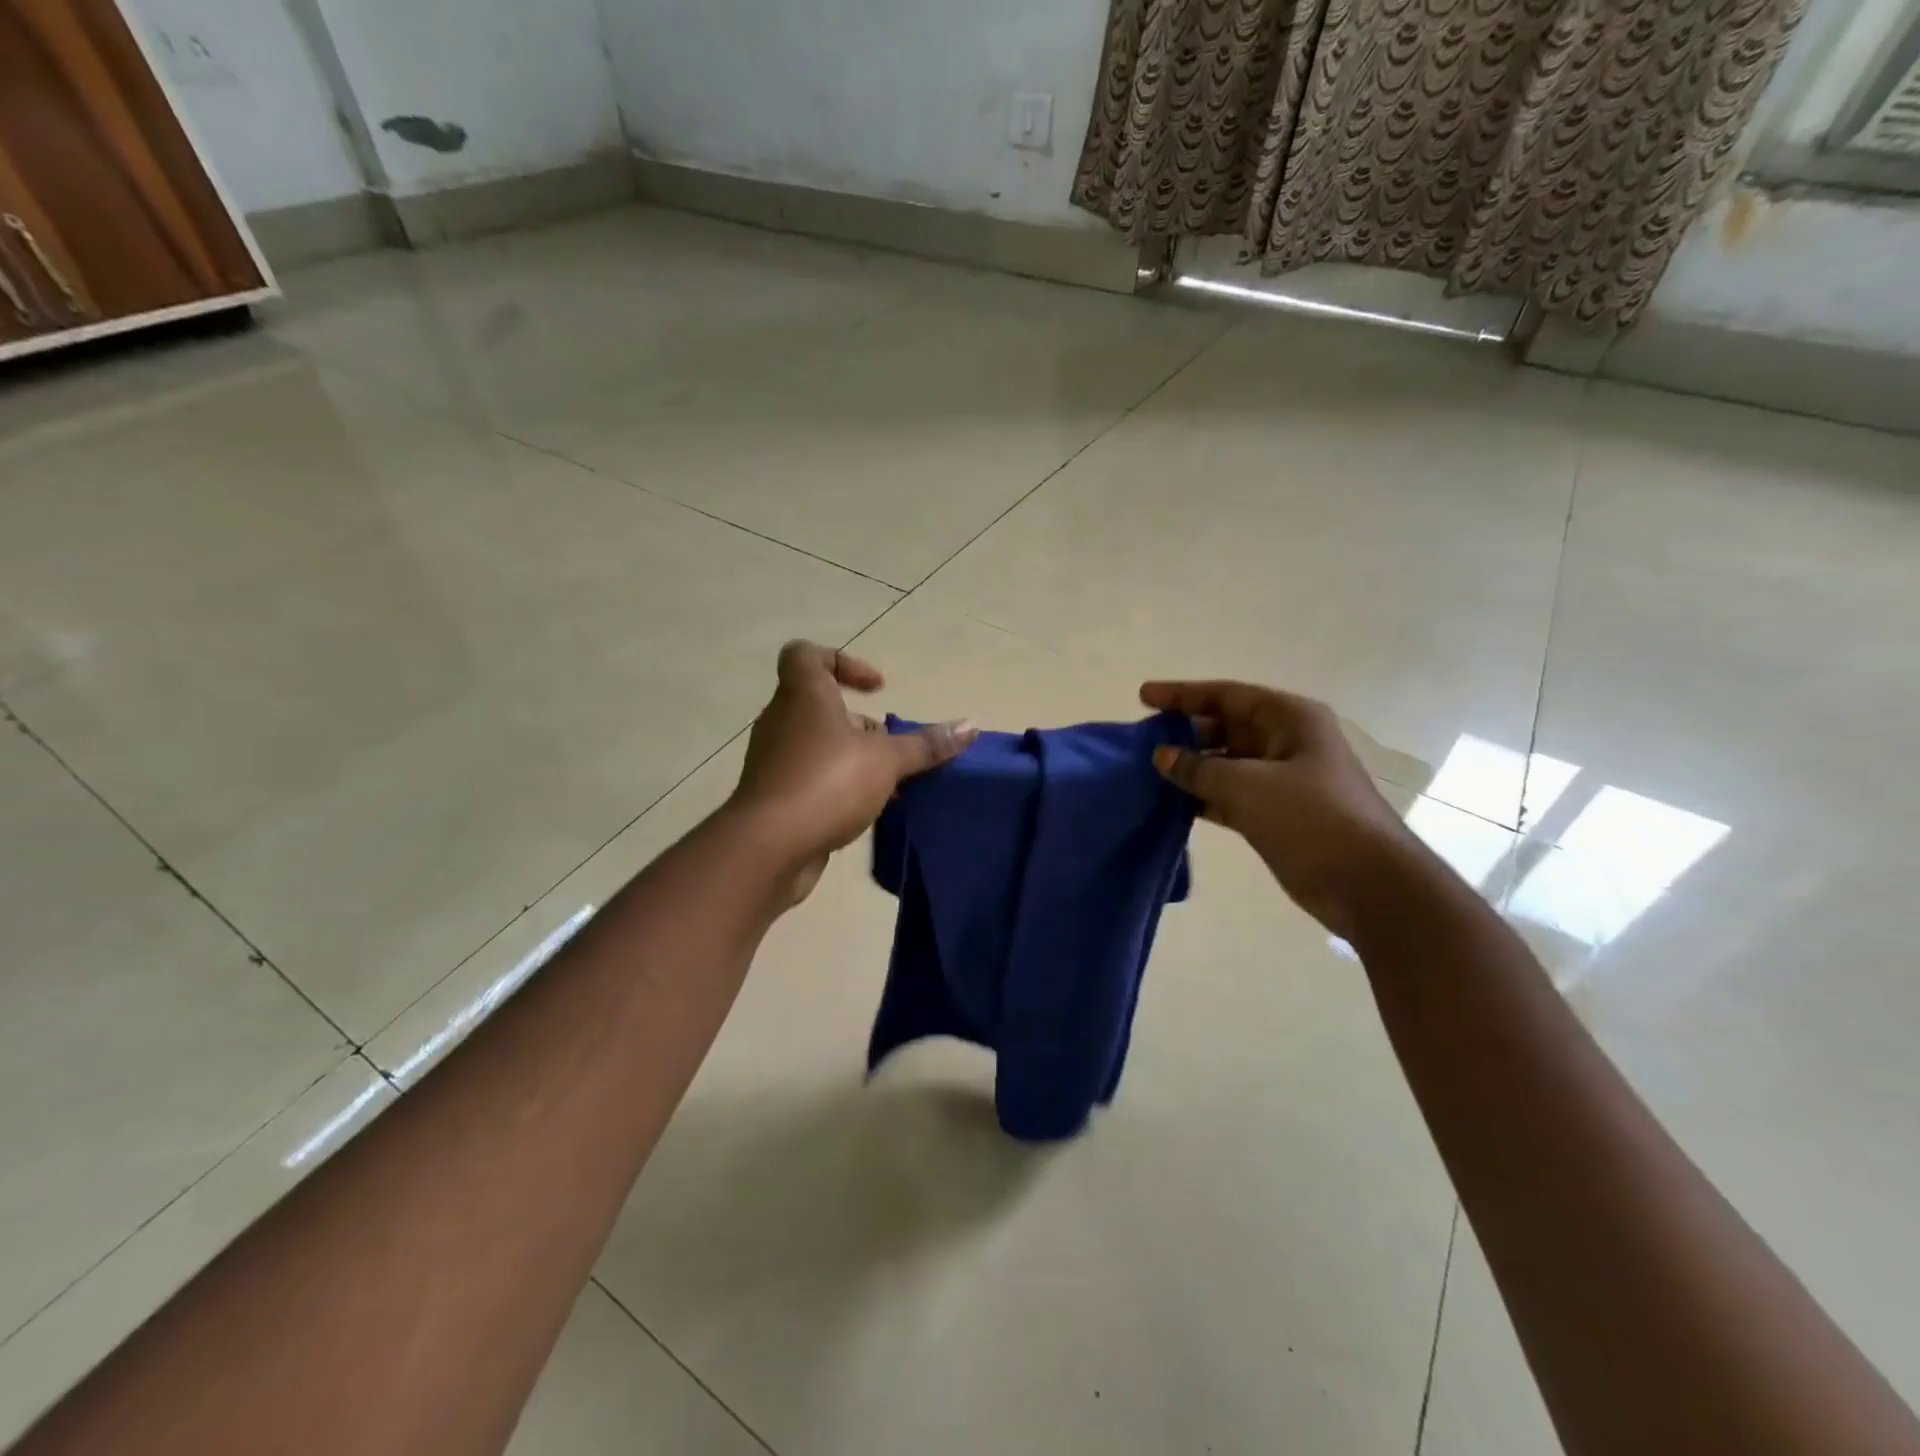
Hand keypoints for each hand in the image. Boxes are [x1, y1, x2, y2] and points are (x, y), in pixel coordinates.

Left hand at [732, 642, 975, 902]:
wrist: (769, 847)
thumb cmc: (828, 782)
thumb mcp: (887, 760)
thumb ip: (927, 745)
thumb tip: (972, 726)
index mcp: (803, 695)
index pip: (805, 654)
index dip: (842, 661)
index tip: (876, 688)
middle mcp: (782, 720)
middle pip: (821, 705)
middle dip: (861, 724)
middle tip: (892, 747)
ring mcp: (775, 759)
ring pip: (818, 745)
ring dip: (854, 759)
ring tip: (889, 784)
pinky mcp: (774, 795)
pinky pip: (811, 778)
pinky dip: (838, 786)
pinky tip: (868, 811)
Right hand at [1140, 679, 1416, 936]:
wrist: (1366, 884)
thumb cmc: (1311, 818)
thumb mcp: (1247, 786)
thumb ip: (1198, 768)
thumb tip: (1162, 756)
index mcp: (1289, 719)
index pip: (1226, 695)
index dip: (1182, 694)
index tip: (1143, 696)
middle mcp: (1286, 742)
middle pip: (1225, 727)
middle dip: (1184, 732)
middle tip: (1142, 740)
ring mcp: (1282, 779)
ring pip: (1225, 763)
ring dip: (1190, 767)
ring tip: (1148, 771)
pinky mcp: (1275, 813)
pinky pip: (1229, 794)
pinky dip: (1202, 796)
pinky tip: (1171, 803)